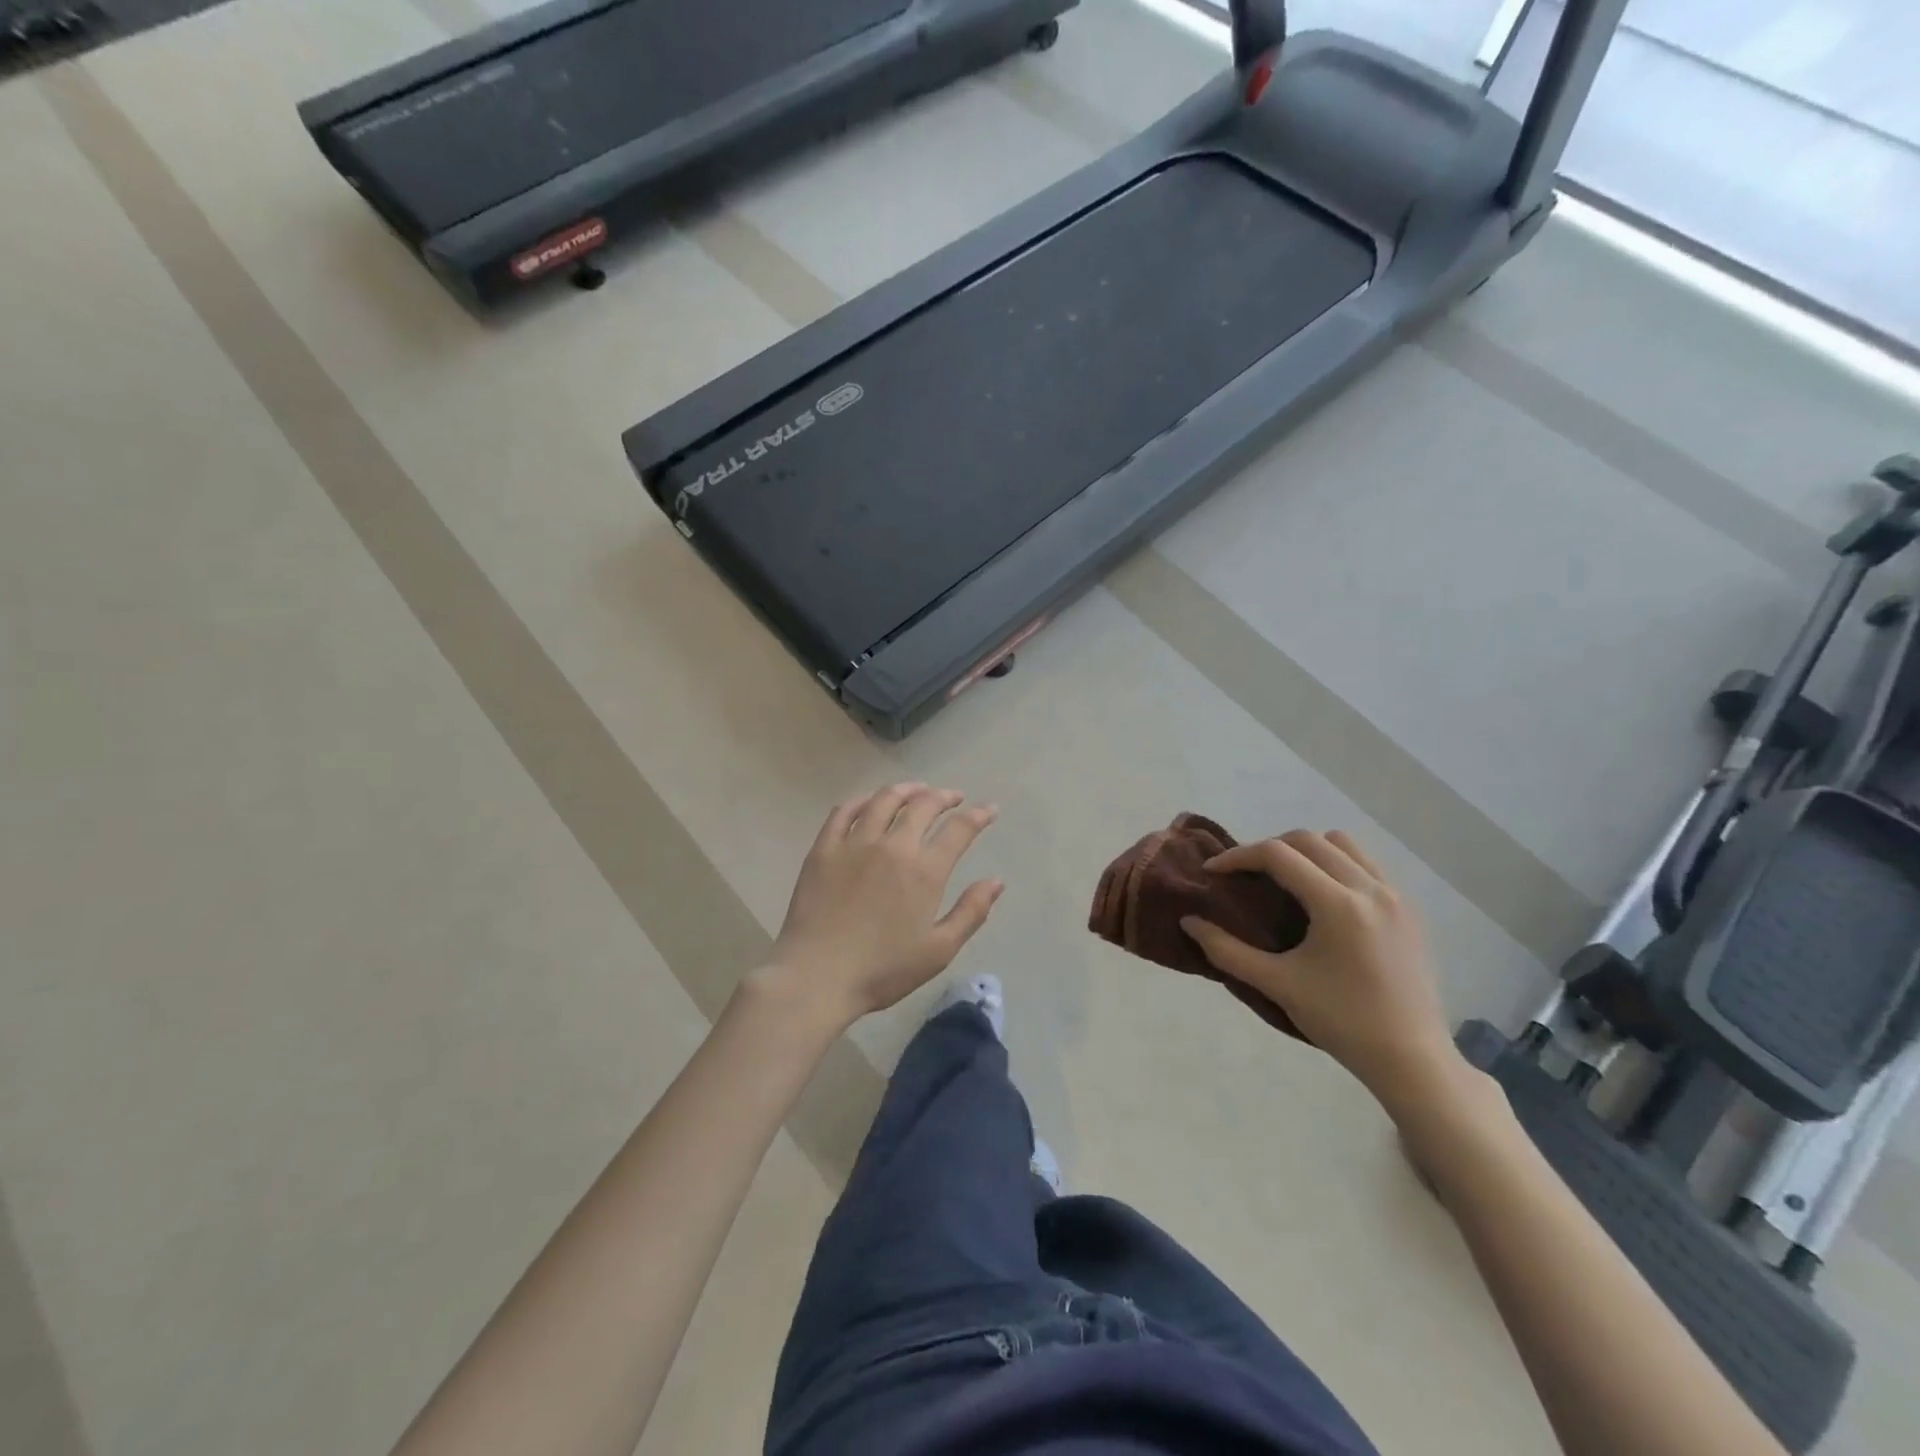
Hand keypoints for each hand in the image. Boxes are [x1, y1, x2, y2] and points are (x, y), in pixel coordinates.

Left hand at [762, 783, 1003, 1027]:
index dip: (978, 816)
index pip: (958, 830)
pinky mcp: (824, 848)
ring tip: (917, 790)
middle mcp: (892, 846)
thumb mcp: (938, 950)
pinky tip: (870, 802)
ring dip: (907, 789)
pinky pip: (845, 811)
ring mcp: (854, 843)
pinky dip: (863, 800)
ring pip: (884, 800)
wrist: (816, 976)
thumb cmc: (882, 970)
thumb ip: (971, 912)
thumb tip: (997, 881)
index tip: (989, 809)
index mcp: (924, 871)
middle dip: (944, 796)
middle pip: (923, 805)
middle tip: (954, 797)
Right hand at [1182, 831, 1458, 1106]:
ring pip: (1342, 843)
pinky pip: (1366, 864)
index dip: (1238, 856)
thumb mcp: (1278, 985)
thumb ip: (1227, 951)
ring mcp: (1395, 895)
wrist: (1412, 1059)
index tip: (1213, 872)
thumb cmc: (1342, 1022)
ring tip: (1286, 879)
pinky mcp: (1409, 909)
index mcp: (1338, 904)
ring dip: (1307, 851)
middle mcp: (1369, 888)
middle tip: (1245, 875)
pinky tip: (1324, 897)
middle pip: (1308, 840)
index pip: (1278, 854)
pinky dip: (1337, 864)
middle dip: (1269, 849)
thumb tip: (1188, 922)